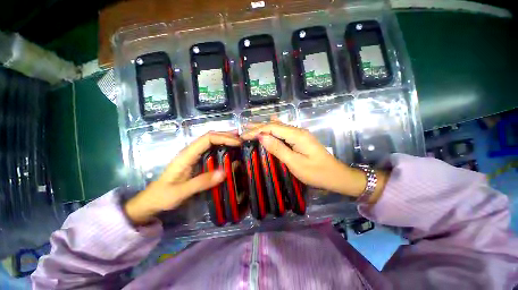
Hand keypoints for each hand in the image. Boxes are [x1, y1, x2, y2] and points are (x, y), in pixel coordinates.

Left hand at [124, 131, 241, 224]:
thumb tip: (224, 172)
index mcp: (187, 155)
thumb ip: (201, 182)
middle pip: (210, 136)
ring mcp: (192, 155)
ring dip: (224, 139)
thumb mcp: (181, 192)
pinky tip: (228, 150)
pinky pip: (210, 149)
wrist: (151, 201)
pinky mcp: (195, 160)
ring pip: (210, 141)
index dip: (224, 138)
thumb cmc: (163, 196)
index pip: (207, 139)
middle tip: (241, 139)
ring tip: (238, 141)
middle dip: (226, 136)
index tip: (237, 143)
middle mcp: (190, 151)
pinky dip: (221, 146)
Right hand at [241, 122, 387, 201]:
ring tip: (251, 126)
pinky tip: (270, 123)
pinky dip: (273, 129)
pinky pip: (284, 131)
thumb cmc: (316, 172)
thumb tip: (262, 137)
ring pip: (278, 127)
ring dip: (264, 127)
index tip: (243, 135)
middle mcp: (297, 131)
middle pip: (275, 125)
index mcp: (296, 135)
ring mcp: (299, 134)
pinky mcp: (300, 139)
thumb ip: (279, 149)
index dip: (257, 130)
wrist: (336, 176)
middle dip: (258, 127)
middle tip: (243, 128)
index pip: (272, 128)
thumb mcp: (295, 163)